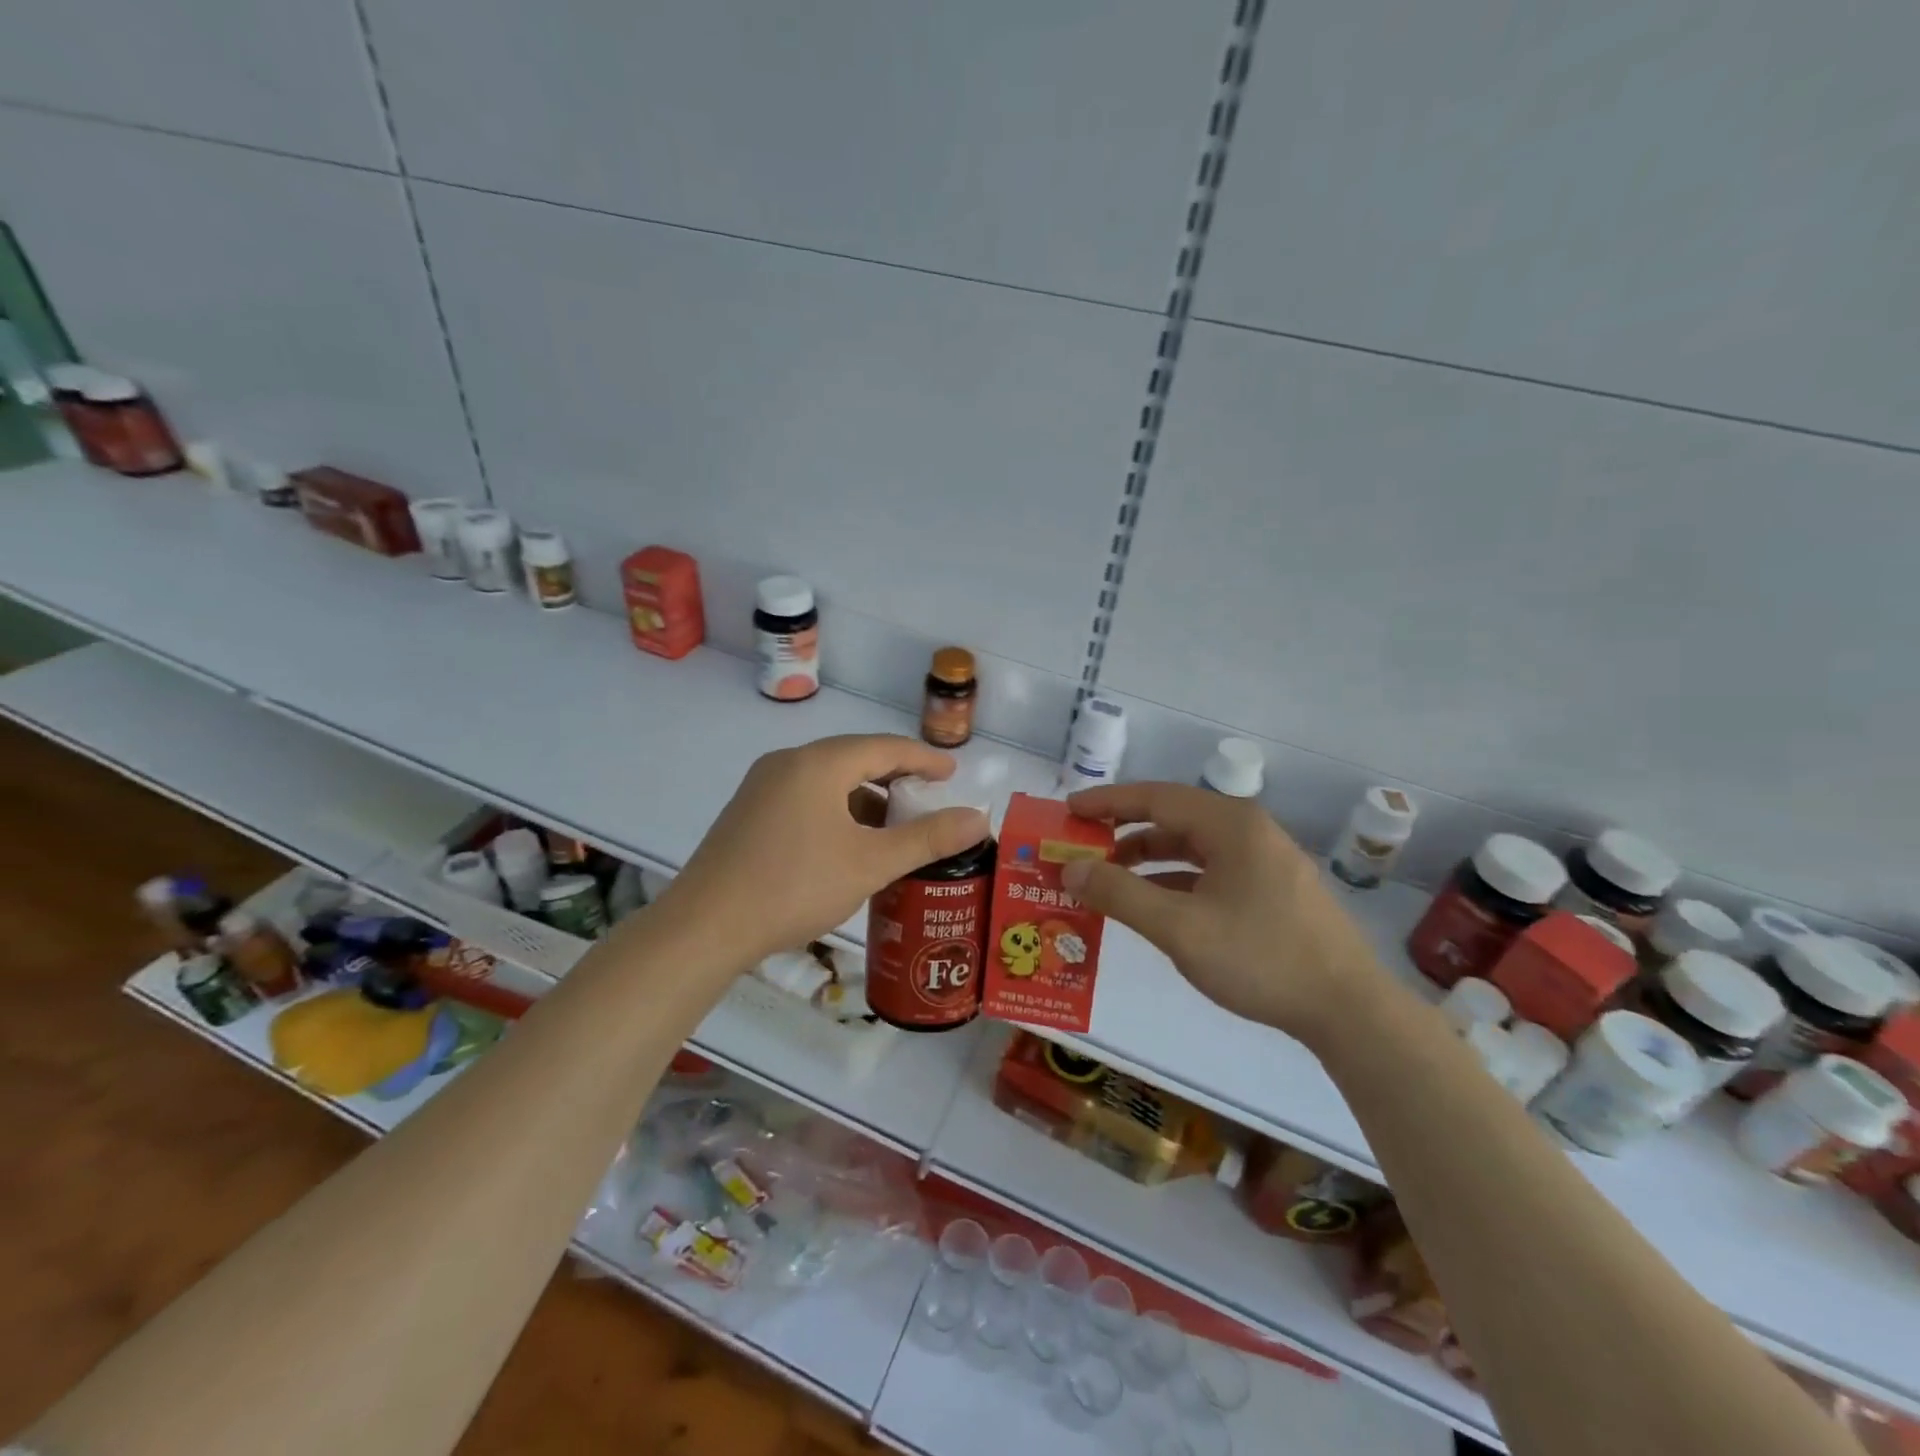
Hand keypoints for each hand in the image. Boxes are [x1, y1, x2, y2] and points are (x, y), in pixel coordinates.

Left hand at [657, 735, 990, 969]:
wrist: (705, 927)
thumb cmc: (795, 886)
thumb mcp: (870, 863)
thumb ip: (928, 838)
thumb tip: (979, 818)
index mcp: (819, 763)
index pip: (885, 747)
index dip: (924, 759)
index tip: (953, 774)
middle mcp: (788, 762)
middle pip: (855, 759)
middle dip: (895, 779)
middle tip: (927, 801)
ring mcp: (762, 786)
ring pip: (828, 780)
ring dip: (865, 798)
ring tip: (892, 830)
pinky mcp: (748, 812)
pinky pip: (806, 797)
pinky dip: (837, 811)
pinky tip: (847, 845)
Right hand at [1062, 782, 1395, 1045]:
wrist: (1350, 1011)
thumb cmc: (1261, 958)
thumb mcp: (1180, 928)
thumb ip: (1120, 894)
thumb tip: (1071, 868)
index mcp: (1230, 824)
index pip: (1155, 797)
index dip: (1107, 802)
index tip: (1069, 810)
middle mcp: (1249, 831)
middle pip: (1174, 818)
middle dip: (1124, 831)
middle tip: (1083, 846)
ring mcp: (1266, 861)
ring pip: (1193, 847)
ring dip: (1149, 859)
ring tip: (1109, 878)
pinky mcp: (1274, 890)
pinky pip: (1212, 871)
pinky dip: (1176, 881)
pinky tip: (1154, 905)